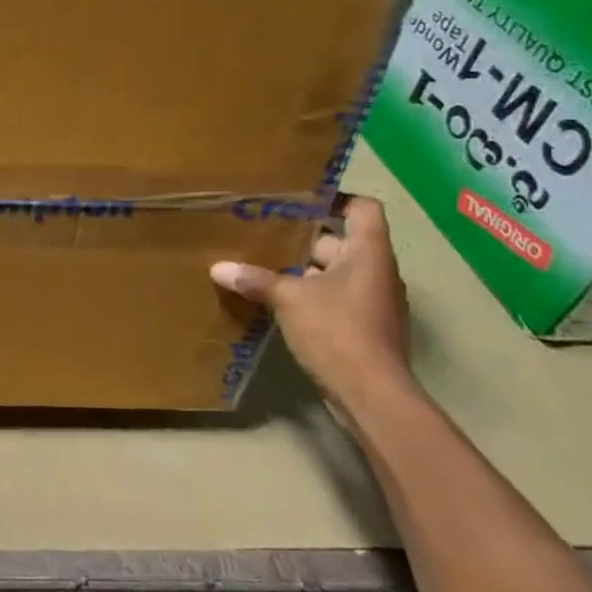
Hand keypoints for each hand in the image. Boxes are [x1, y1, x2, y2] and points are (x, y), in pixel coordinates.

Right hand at [209, 194, 414, 414]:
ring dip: (299, 265)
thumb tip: (218, 268)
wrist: (372, 395)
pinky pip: (329, 295)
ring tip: (256, 259)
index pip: (363, 208)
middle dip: (301, 234)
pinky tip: (271, 295)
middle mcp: (374, 271)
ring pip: (330, 269)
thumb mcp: (288, 299)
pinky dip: (304, 291)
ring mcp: (368, 299)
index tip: (298, 197)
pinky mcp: (359, 324)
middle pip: (339, 239)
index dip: (335, 197)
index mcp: (367, 254)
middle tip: (260, 227)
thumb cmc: (337, 331)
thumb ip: (254, 279)